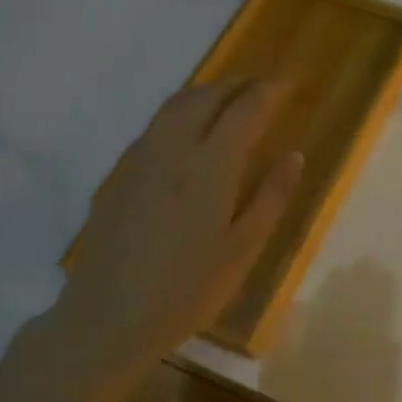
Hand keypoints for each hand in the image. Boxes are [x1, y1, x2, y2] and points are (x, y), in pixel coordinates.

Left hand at [50, 80, 301, 375]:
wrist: (108, 317)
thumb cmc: (188, 289)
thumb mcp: (243, 249)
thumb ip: (272, 197)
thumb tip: (293, 154)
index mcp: (210, 166)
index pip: (244, 110)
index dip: (268, 92)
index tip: (287, 84)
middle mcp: (173, 150)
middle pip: (206, 97)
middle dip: (237, 84)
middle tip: (261, 86)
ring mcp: (140, 159)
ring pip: (175, 106)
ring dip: (206, 92)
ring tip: (227, 97)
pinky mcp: (119, 175)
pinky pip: (155, 125)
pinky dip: (180, 111)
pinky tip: (187, 130)